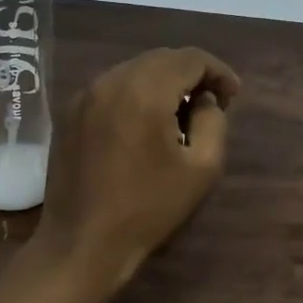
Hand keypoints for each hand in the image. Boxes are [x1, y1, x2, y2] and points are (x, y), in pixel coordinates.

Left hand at [32, 47, 240, 289]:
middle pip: (161, 59)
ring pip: (134, 70)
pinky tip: (145, 123)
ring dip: (163, 82)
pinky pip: (112, 88)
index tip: (233, 96)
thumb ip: (214, 122)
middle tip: (211, 104)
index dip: (218, 71)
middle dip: (191, 74)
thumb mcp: (202, 168)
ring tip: (180, 114)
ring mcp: (84, 95)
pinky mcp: (69, 113)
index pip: (190, 58)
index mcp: (145, 91)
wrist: (81, 244)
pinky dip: (136, 94)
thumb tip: (204, 101)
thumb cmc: (148, 209)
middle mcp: (110, 81)